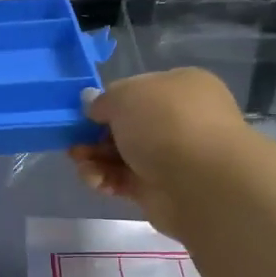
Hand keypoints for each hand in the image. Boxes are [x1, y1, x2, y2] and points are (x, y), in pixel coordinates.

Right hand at [68, 69, 249, 238]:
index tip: (85, 115)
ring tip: (82, 166)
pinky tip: (96, 182)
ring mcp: (172, 157)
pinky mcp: (161, 190)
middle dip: (96, 136)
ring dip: (96, 160)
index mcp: (181, 87)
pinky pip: (126, 181)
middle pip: (128, 126)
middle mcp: (180, 120)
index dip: (109, 102)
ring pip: (123, 155)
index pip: (138, 90)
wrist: (201, 182)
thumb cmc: (166, 123)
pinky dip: (107, 181)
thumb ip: (103, 100)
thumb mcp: (125, 96)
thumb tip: (92, 104)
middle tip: (75, 145)